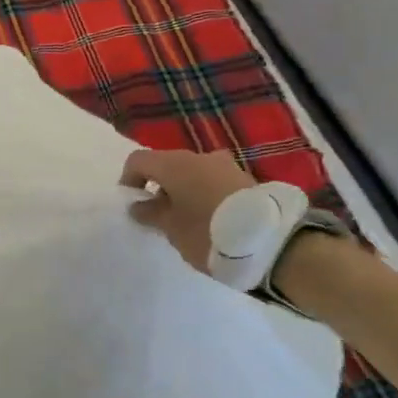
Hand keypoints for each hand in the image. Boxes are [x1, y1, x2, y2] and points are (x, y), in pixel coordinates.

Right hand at [120, 147, 255, 273]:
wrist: (269, 241)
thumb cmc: (207, 232)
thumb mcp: (172, 229)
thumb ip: (151, 214)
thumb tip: (138, 206)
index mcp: (174, 164)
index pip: (138, 160)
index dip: (129, 180)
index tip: (133, 205)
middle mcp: (198, 156)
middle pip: (167, 164)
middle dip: (158, 186)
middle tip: (159, 216)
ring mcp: (224, 165)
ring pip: (192, 172)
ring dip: (183, 190)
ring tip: (187, 219)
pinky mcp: (244, 178)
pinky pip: (212, 180)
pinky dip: (203, 193)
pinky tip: (210, 218)